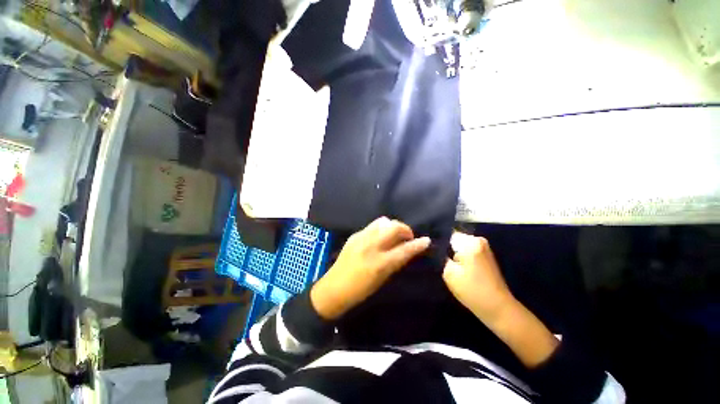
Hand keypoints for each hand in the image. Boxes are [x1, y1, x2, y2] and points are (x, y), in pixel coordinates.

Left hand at [310, 217, 430, 319]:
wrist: (334, 287)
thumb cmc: (361, 289)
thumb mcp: (382, 279)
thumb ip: (395, 262)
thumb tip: (406, 250)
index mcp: (379, 263)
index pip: (404, 250)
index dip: (417, 244)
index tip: (426, 240)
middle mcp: (371, 246)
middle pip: (393, 227)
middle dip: (404, 229)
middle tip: (407, 237)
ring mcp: (361, 237)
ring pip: (382, 221)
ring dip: (392, 226)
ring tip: (393, 235)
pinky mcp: (354, 235)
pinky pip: (372, 226)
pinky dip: (380, 229)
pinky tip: (379, 237)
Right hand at [442, 232, 515, 321]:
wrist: (498, 308)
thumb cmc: (472, 290)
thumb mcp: (449, 273)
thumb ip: (440, 256)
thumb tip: (434, 247)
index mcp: (470, 241)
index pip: (446, 233)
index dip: (438, 242)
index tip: (431, 250)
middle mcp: (478, 240)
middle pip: (454, 239)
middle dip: (445, 247)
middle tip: (438, 259)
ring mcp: (484, 247)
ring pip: (460, 246)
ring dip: (453, 253)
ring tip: (447, 264)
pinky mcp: (485, 256)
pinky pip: (467, 251)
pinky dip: (461, 258)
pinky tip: (457, 268)